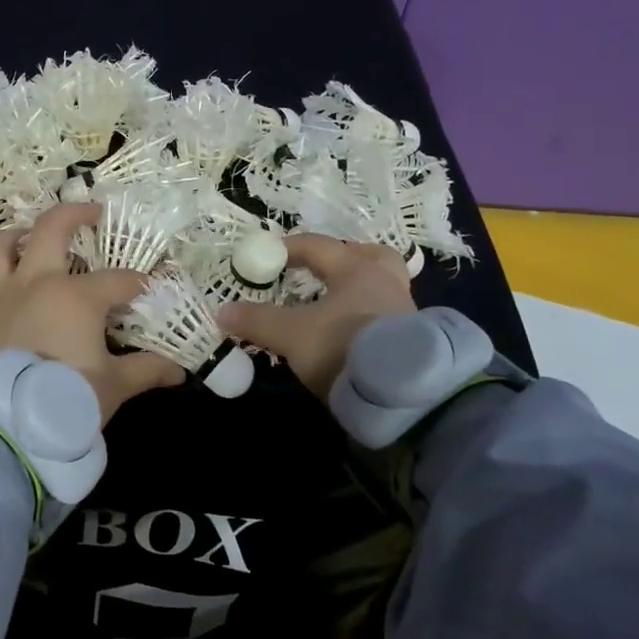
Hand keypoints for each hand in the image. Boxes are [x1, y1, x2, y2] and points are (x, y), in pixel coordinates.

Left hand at [0, 201, 186, 424]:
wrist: (4, 427)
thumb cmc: (67, 399)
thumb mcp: (113, 386)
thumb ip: (146, 370)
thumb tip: (178, 371)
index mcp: (76, 295)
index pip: (119, 279)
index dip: (141, 282)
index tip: (154, 287)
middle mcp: (36, 282)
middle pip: (52, 229)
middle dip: (75, 214)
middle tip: (92, 213)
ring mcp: (1, 297)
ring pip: (2, 248)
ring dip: (18, 235)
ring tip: (30, 235)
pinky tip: (6, 292)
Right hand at [217, 235, 414, 398]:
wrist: (402, 392)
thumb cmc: (343, 346)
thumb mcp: (291, 335)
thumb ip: (257, 321)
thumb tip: (223, 312)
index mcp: (355, 270)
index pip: (318, 246)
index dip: (289, 247)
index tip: (269, 255)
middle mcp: (384, 281)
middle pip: (370, 255)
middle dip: (346, 257)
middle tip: (324, 269)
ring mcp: (405, 310)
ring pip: (384, 284)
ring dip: (360, 287)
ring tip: (337, 303)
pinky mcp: (414, 339)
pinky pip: (389, 313)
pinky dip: (370, 315)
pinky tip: (353, 332)